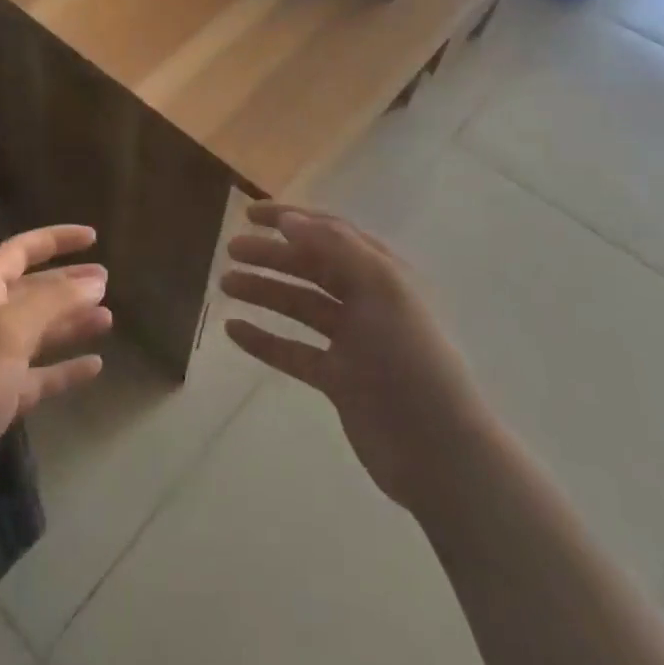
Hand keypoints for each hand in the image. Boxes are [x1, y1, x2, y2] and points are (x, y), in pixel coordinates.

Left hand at [0, 225, 110, 537]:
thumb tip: (93, 281)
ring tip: (108, 319)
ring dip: (70, 323)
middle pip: (31, 292)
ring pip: (38, 334)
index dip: (54, 240)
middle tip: (107, 281)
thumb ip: (51, 303)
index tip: (92, 238)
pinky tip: (94, 367)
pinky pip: (39, 377)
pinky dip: (64, 369)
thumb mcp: (5, 333)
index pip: (18, 253)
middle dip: (67, 283)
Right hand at [222, 204, 483, 509]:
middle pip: (310, 267)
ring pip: (298, 306)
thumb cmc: (412, 359)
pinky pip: (293, 351)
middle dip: (270, 255)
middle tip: (229, 251)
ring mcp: (352, 342)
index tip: (249, 213)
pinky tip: (233, 330)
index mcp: (382, 273)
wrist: (439, 451)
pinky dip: (264, 339)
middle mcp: (367, 301)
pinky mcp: (338, 380)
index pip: (330, 232)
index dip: (291, 217)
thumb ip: (335, 247)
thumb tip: (288, 219)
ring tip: (224, 285)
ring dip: (263, 291)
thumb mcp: (381, 289)